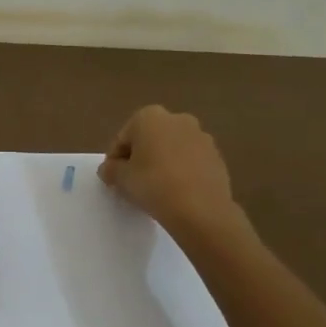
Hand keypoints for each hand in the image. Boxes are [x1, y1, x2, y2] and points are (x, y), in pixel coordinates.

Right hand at [99, 106, 235, 237]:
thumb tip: (109, 169)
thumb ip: (111, 170)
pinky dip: (182, 172)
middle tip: (134, 183)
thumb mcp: (121, 179)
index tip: (113, 180)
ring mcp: (201, 136)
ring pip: (172, 150)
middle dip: (141, 157)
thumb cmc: (154, 185)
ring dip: (162, 164)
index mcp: (149, 116)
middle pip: (149, 139)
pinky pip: (191, 162)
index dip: (115, 160)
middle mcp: (177, 119)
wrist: (201, 210)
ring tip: (157, 190)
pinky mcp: (217, 156)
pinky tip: (177, 193)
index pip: (123, 138)